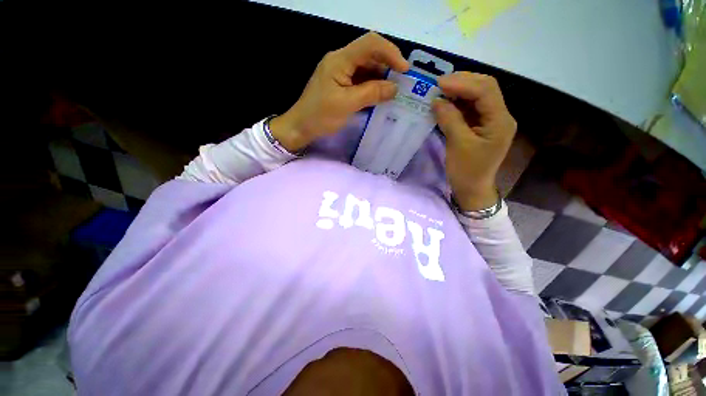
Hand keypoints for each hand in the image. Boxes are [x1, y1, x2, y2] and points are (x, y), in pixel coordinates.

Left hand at [270, 32, 408, 151]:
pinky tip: (380, 95)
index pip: (370, 44)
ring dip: (381, 77)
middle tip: (403, 82)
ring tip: (394, 91)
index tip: (404, 70)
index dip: (390, 52)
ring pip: (366, 67)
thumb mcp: (347, 104)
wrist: (300, 126)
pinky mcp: (340, 84)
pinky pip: (360, 79)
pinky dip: (372, 86)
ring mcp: (340, 72)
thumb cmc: (320, 116)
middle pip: (369, 54)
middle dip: (388, 65)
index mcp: (340, 60)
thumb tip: (394, 88)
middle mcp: (341, 60)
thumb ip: (372, 93)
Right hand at [432, 72, 516, 211]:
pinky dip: (457, 103)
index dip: (463, 83)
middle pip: (484, 88)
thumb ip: (449, 120)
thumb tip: (437, 100)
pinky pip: (470, 108)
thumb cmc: (467, 171)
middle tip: (438, 84)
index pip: (485, 90)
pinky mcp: (481, 126)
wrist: (472, 189)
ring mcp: (491, 120)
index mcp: (500, 121)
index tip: (439, 84)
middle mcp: (499, 116)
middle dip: (462, 82)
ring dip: (458, 91)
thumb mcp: (458, 145)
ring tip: (439, 91)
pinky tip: (445, 103)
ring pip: (477, 96)